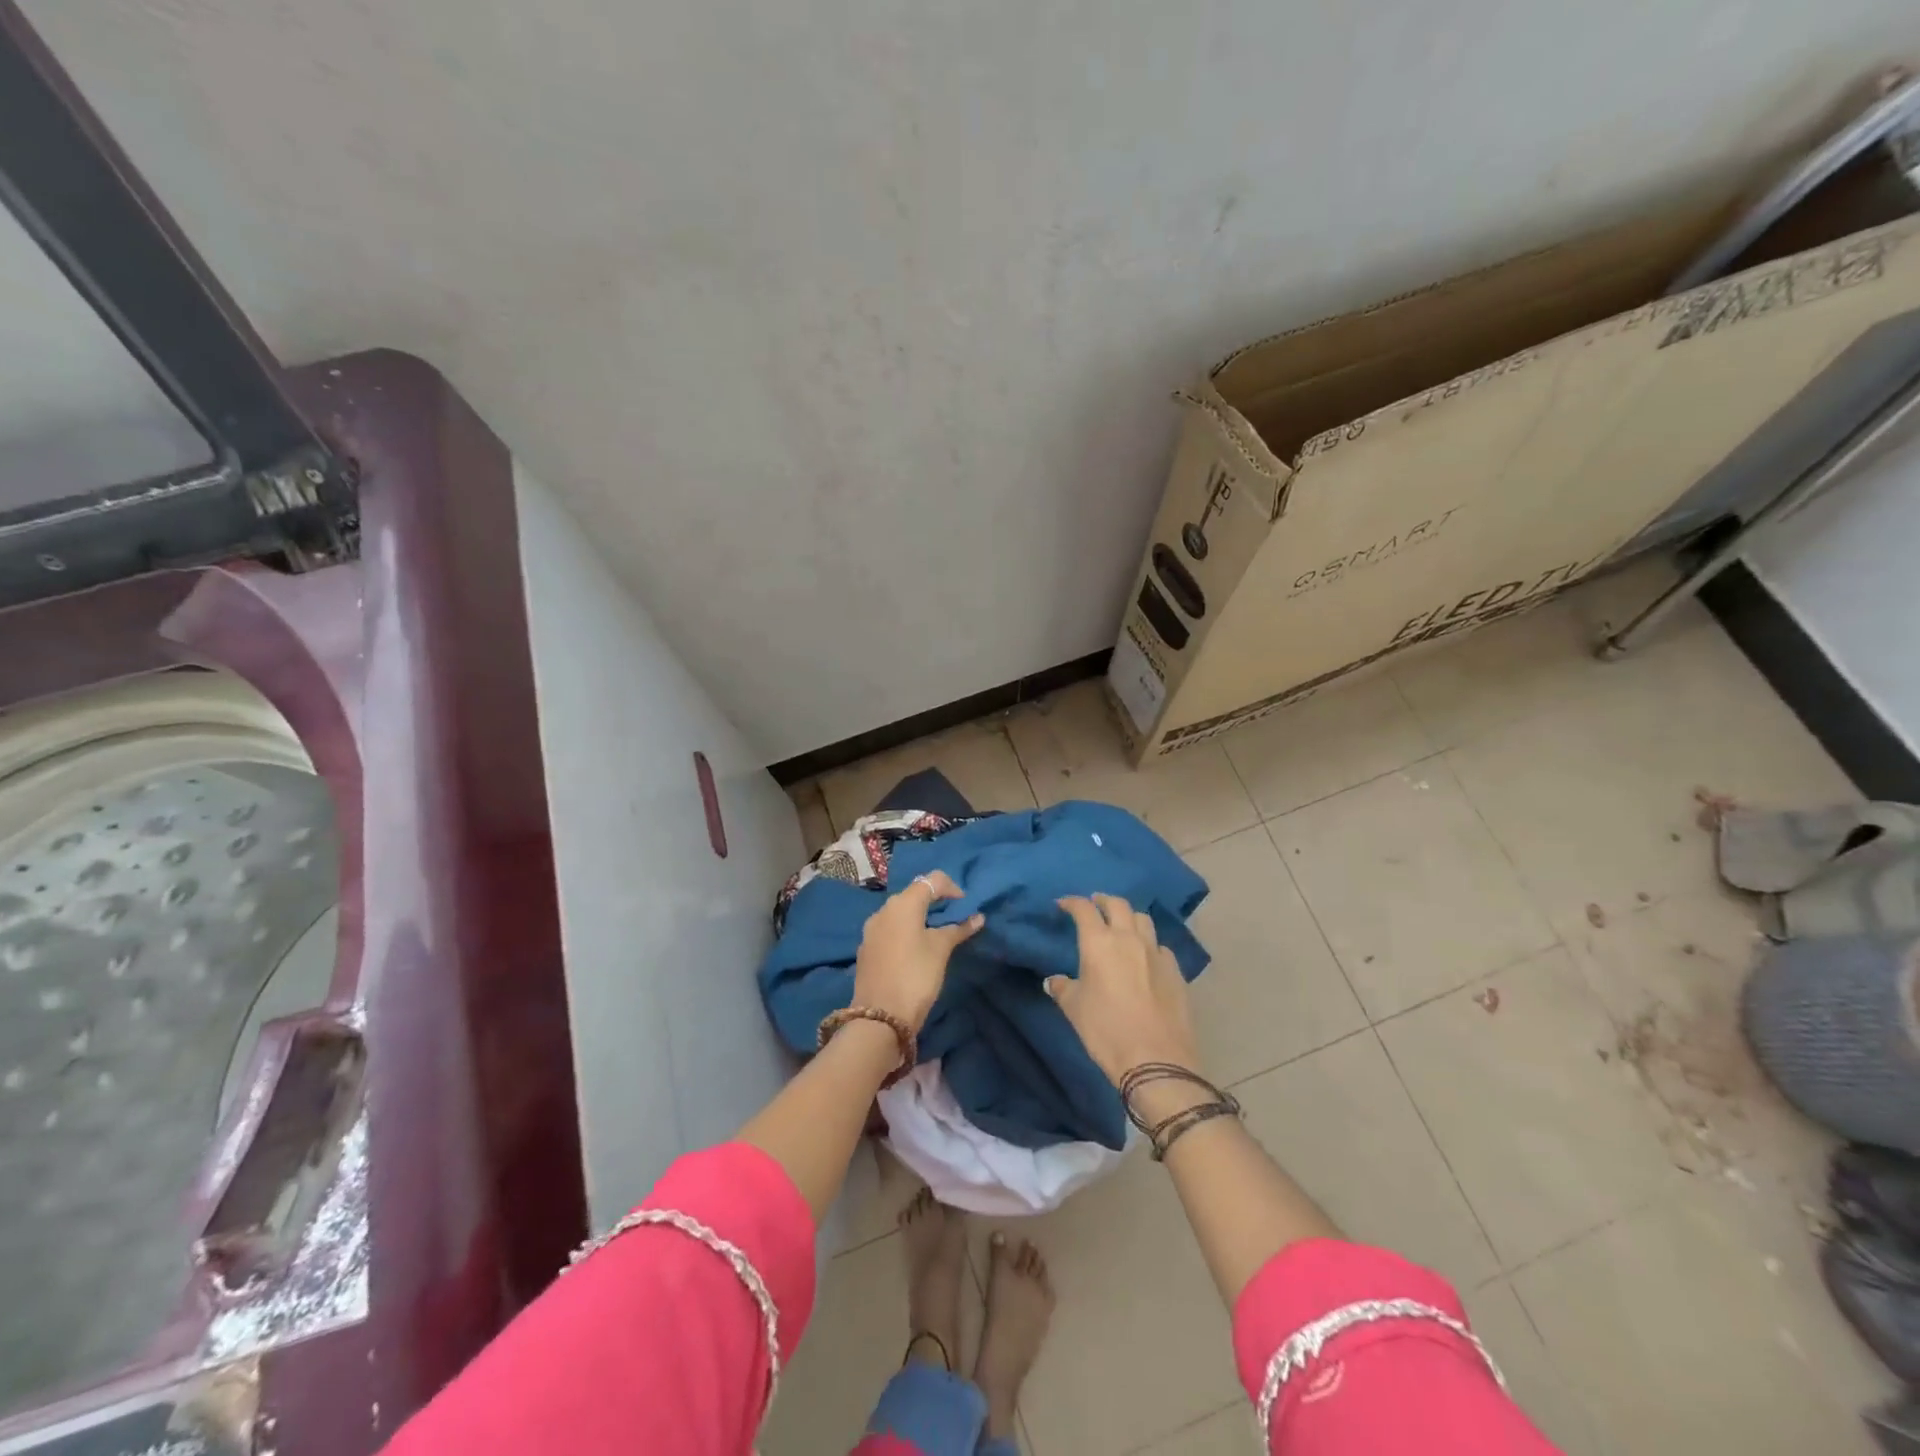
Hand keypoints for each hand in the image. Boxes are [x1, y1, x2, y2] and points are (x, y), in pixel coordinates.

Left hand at [853, 871, 983, 1032]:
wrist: (879, 1017)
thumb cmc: (916, 976)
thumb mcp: (941, 950)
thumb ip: (959, 929)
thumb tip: (978, 917)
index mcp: (903, 903)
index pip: (932, 880)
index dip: (952, 888)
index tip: (965, 907)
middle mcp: (884, 909)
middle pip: (914, 893)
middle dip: (936, 902)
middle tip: (954, 920)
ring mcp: (872, 929)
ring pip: (900, 912)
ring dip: (920, 917)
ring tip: (937, 936)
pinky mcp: (867, 947)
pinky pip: (890, 929)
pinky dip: (906, 931)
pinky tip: (915, 951)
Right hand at [1046, 894, 1201, 1085]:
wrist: (1156, 1060)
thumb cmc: (1106, 1031)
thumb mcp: (1074, 1010)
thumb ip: (1063, 988)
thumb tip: (1054, 981)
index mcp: (1099, 942)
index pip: (1084, 909)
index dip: (1072, 902)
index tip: (1063, 904)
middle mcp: (1129, 939)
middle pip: (1118, 904)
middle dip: (1103, 900)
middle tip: (1094, 905)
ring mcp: (1156, 953)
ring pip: (1143, 919)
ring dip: (1129, 917)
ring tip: (1122, 926)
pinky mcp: (1176, 971)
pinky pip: (1161, 946)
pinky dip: (1150, 944)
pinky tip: (1146, 958)